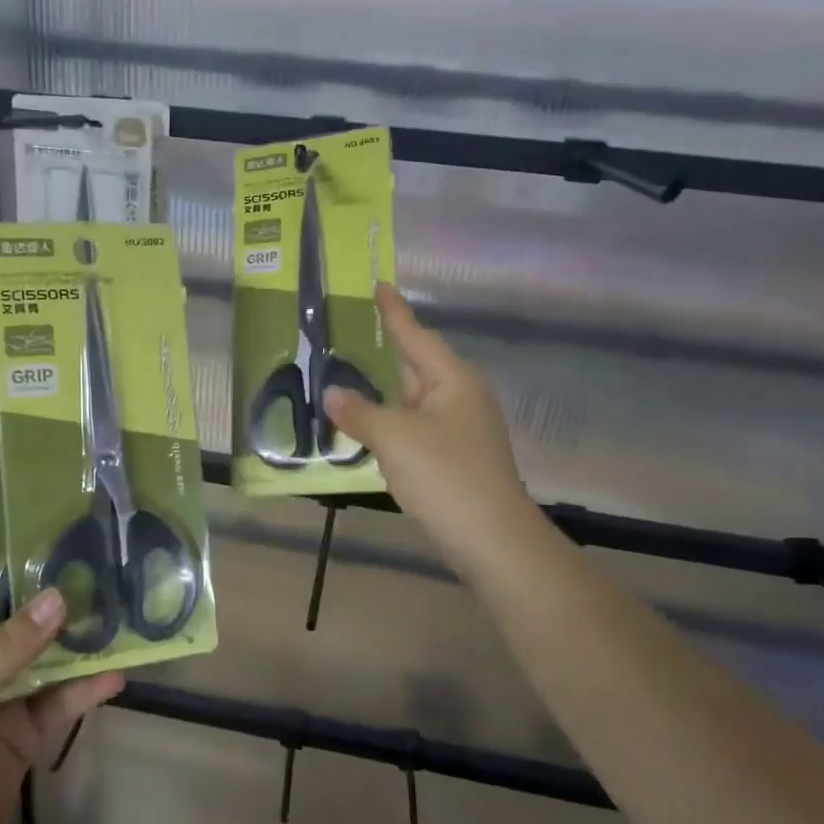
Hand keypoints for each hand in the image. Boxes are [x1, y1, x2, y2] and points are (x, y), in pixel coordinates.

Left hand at [0, 572, 123, 823]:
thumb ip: (8, 647)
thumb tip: (61, 596)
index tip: (43, 533)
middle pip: (10, 622)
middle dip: (48, 598)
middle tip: (95, 565)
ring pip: (41, 660)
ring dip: (74, 643)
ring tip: (117, 612)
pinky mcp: (22, 737)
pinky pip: (58, 703)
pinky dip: (85, 690)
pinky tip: (117, 675)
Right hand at [324, 283, 535, 569]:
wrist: (491, 539)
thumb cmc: (445, 475)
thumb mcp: (395, 438)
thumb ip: (359, 412)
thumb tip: (332, 395)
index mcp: (452, 379)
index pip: (415, 335)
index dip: (394, 311)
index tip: (379, 285)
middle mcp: (460, 397)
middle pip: (415, 365)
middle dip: (384, 352)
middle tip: (346, 334)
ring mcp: (460, 429)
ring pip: (413, 400)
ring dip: (383, 392)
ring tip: (345, 378)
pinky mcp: (454, 458)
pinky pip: (415, 427)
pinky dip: (390, 422)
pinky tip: (366, 427)